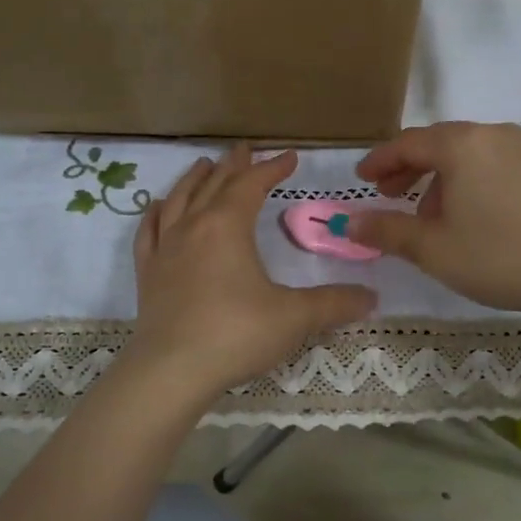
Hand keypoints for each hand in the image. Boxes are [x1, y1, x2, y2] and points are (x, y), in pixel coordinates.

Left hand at [127, 145, 376, 398]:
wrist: (172, 370)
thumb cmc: (236, 334)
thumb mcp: (294, 317)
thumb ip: (335, 304)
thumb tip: (373, 298)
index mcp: (227, 226)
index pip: (252, 185)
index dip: (272, 168)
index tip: (289, 157)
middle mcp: (193, 227)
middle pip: (214, 185)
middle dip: (233, 166)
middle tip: (244, 150)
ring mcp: (165, 249)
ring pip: (178, 200)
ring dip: (194, 180)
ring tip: (204, 166)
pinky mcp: (148, 273)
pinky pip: (149, 232)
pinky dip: (156, 214)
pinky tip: (157, 208)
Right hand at [349, 122, 520, 317]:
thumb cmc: (501, 257)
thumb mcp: (434, 249)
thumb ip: (386, 231)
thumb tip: (349, 224)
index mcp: (461, 145)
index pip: (407, 143)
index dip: (379, 161)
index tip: (362, 179)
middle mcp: (493, 134)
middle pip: (439, 143)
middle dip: (409, 168)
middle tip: (390, 196)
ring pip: (469, 153)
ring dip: (442, 177)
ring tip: (434, 216)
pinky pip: (496, 162)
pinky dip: (473, 180)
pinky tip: (476, 215)